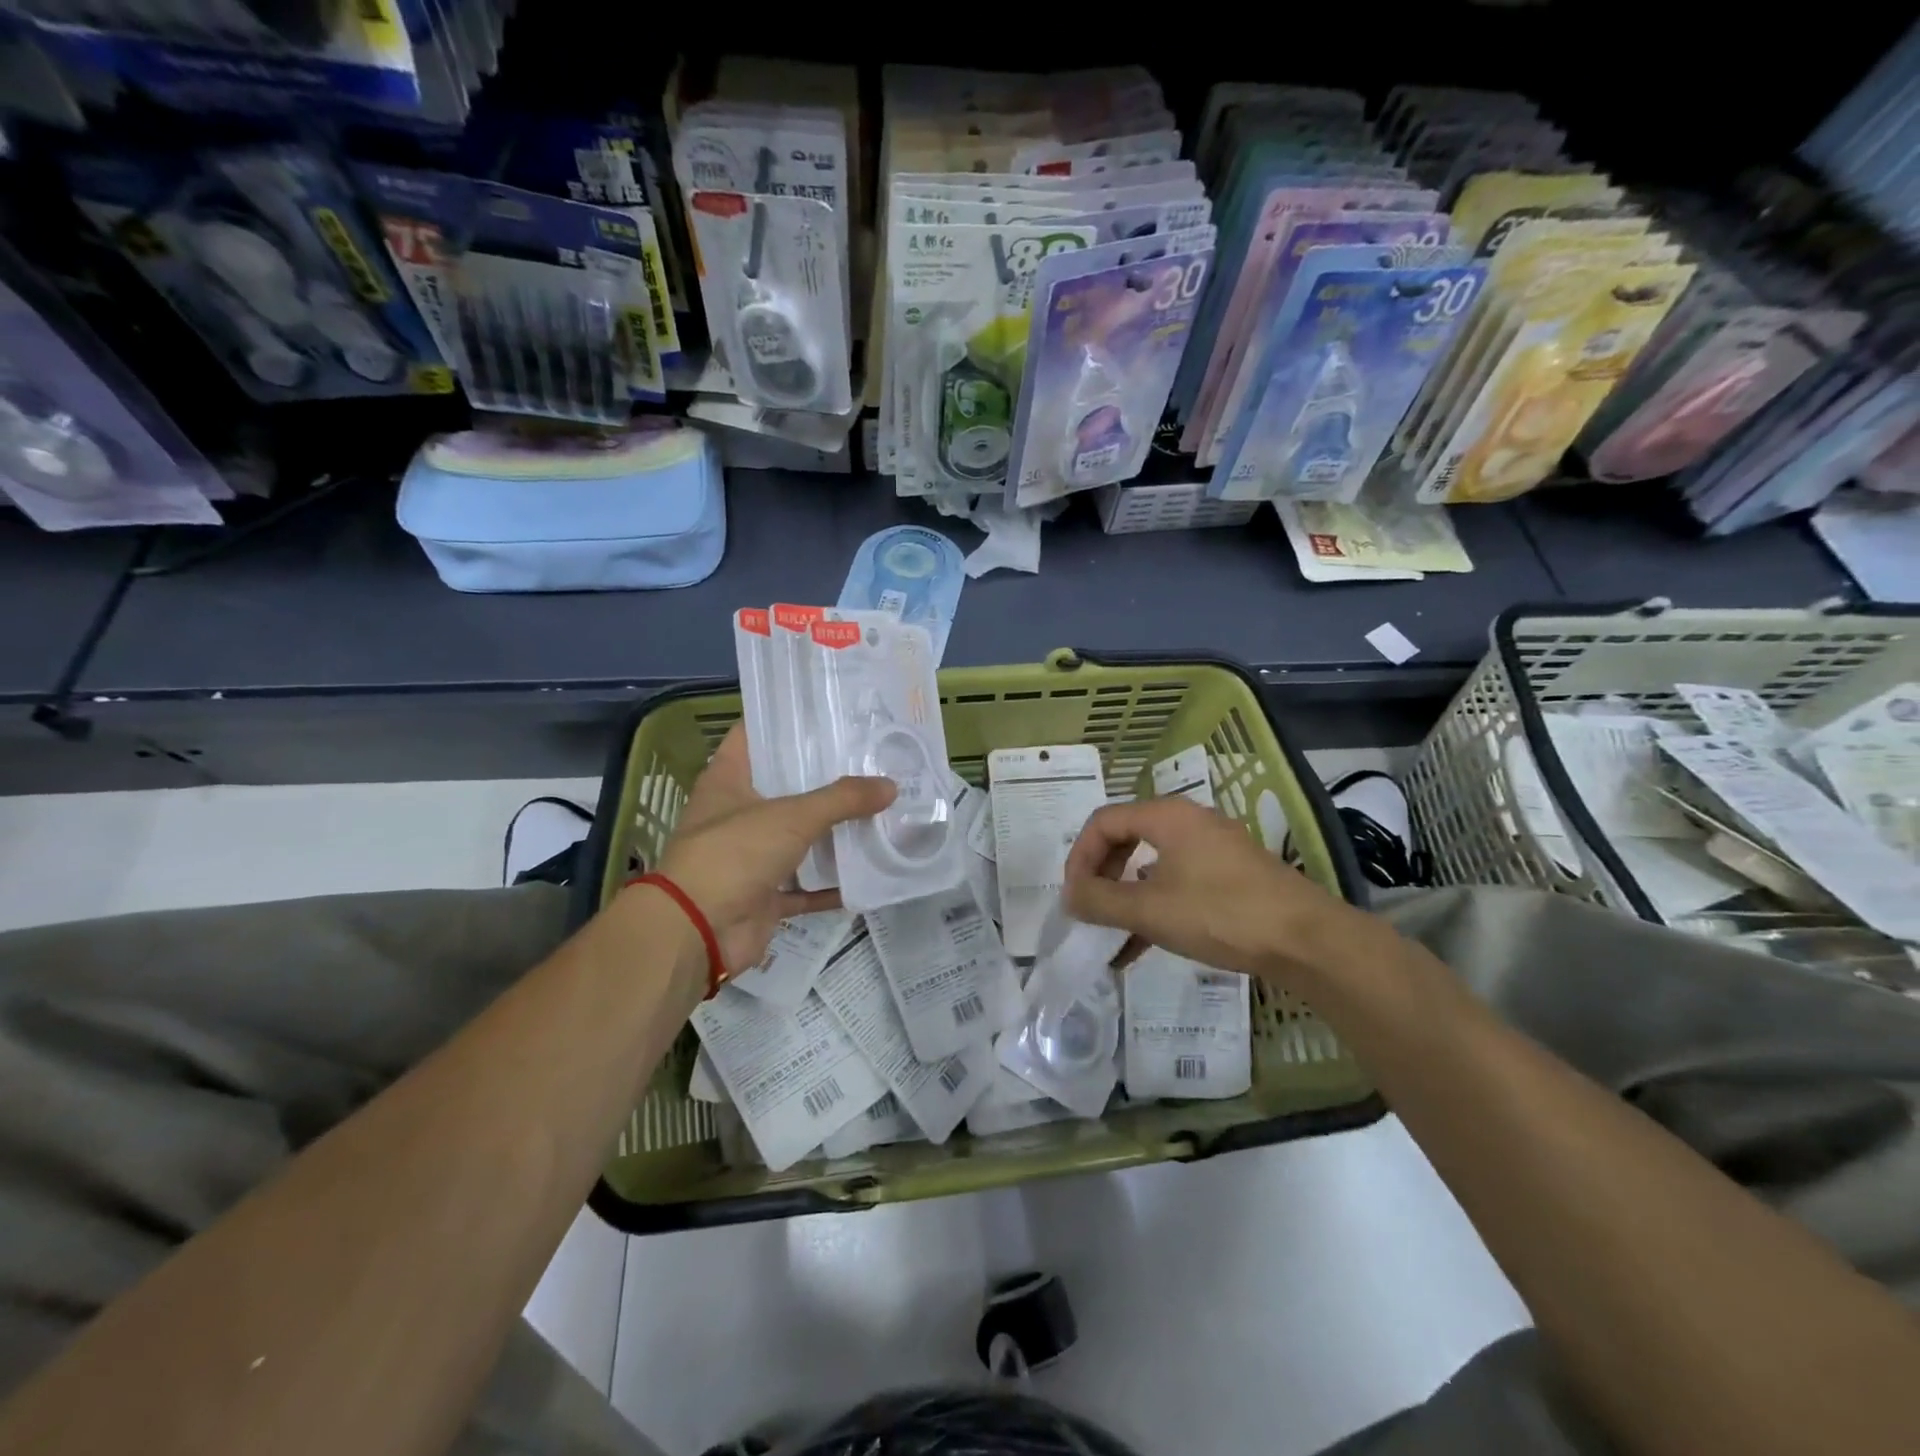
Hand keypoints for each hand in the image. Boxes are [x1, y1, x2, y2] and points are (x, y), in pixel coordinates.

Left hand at [653, 724, 894, 974]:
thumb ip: (842, 799)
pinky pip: (805, 885)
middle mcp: (737, 814)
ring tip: (879, 806)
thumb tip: (891, 785)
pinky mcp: (764, 895)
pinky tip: (870, 870)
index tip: (828, 712)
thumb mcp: (791, 816)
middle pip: (784, 787)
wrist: (698, 932)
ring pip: (798, 837)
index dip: (785, 721)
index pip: (754, 735)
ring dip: (833, 830)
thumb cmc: (734, 854)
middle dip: (824, 777)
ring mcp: (750, 857)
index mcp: (728, 780)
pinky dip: (832, 884)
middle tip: (870, 758)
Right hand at [1063, 796, 1360, 983]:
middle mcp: (1189, 822)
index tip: (1073, 896)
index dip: (1079, 856)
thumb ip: (1100, 901)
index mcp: (1167, 816)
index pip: (1104, 822)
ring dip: (1125, 897)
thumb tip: (1068, 896)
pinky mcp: (1230, 876)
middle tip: (1089, 909)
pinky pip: (1177, 883)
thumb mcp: (1150, 910)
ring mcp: (1213, 849)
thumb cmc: (1220, 913)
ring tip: (1110, 934)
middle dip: (1101, 876)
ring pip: (1152, 864)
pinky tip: (1141, 947)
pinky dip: (1154, 907)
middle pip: (1126, 838)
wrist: (1307, 941)